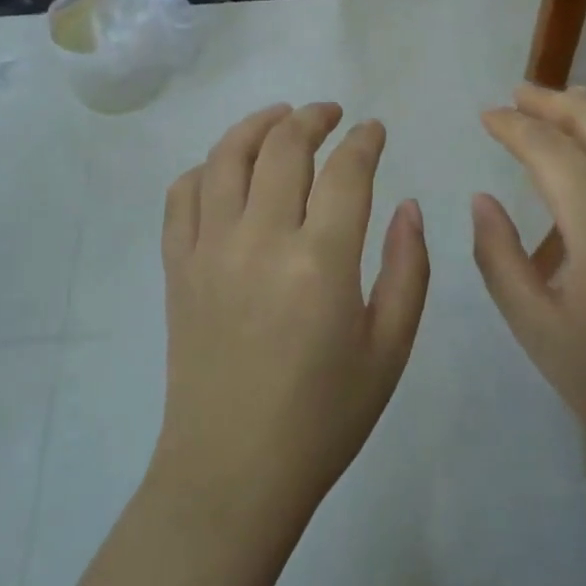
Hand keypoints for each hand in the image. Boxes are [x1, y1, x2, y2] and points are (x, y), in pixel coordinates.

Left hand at [155, 103, 430, 529]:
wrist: (232, 471)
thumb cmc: (323, 417)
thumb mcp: (389, 350)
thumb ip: (408, 270)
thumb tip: (409, 206)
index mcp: (320, 261)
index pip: (346, 171)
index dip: (364, 140)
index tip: (374, 129)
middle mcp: (260, 238)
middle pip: (284, 146)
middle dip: (313, 118)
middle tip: (331, 114)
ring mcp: (210, 249)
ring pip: (226, 156)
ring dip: (257, 125)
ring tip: (280, 118)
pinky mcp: (177, 266)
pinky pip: (182, 195)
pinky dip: (205, 168)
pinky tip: (225, 170)